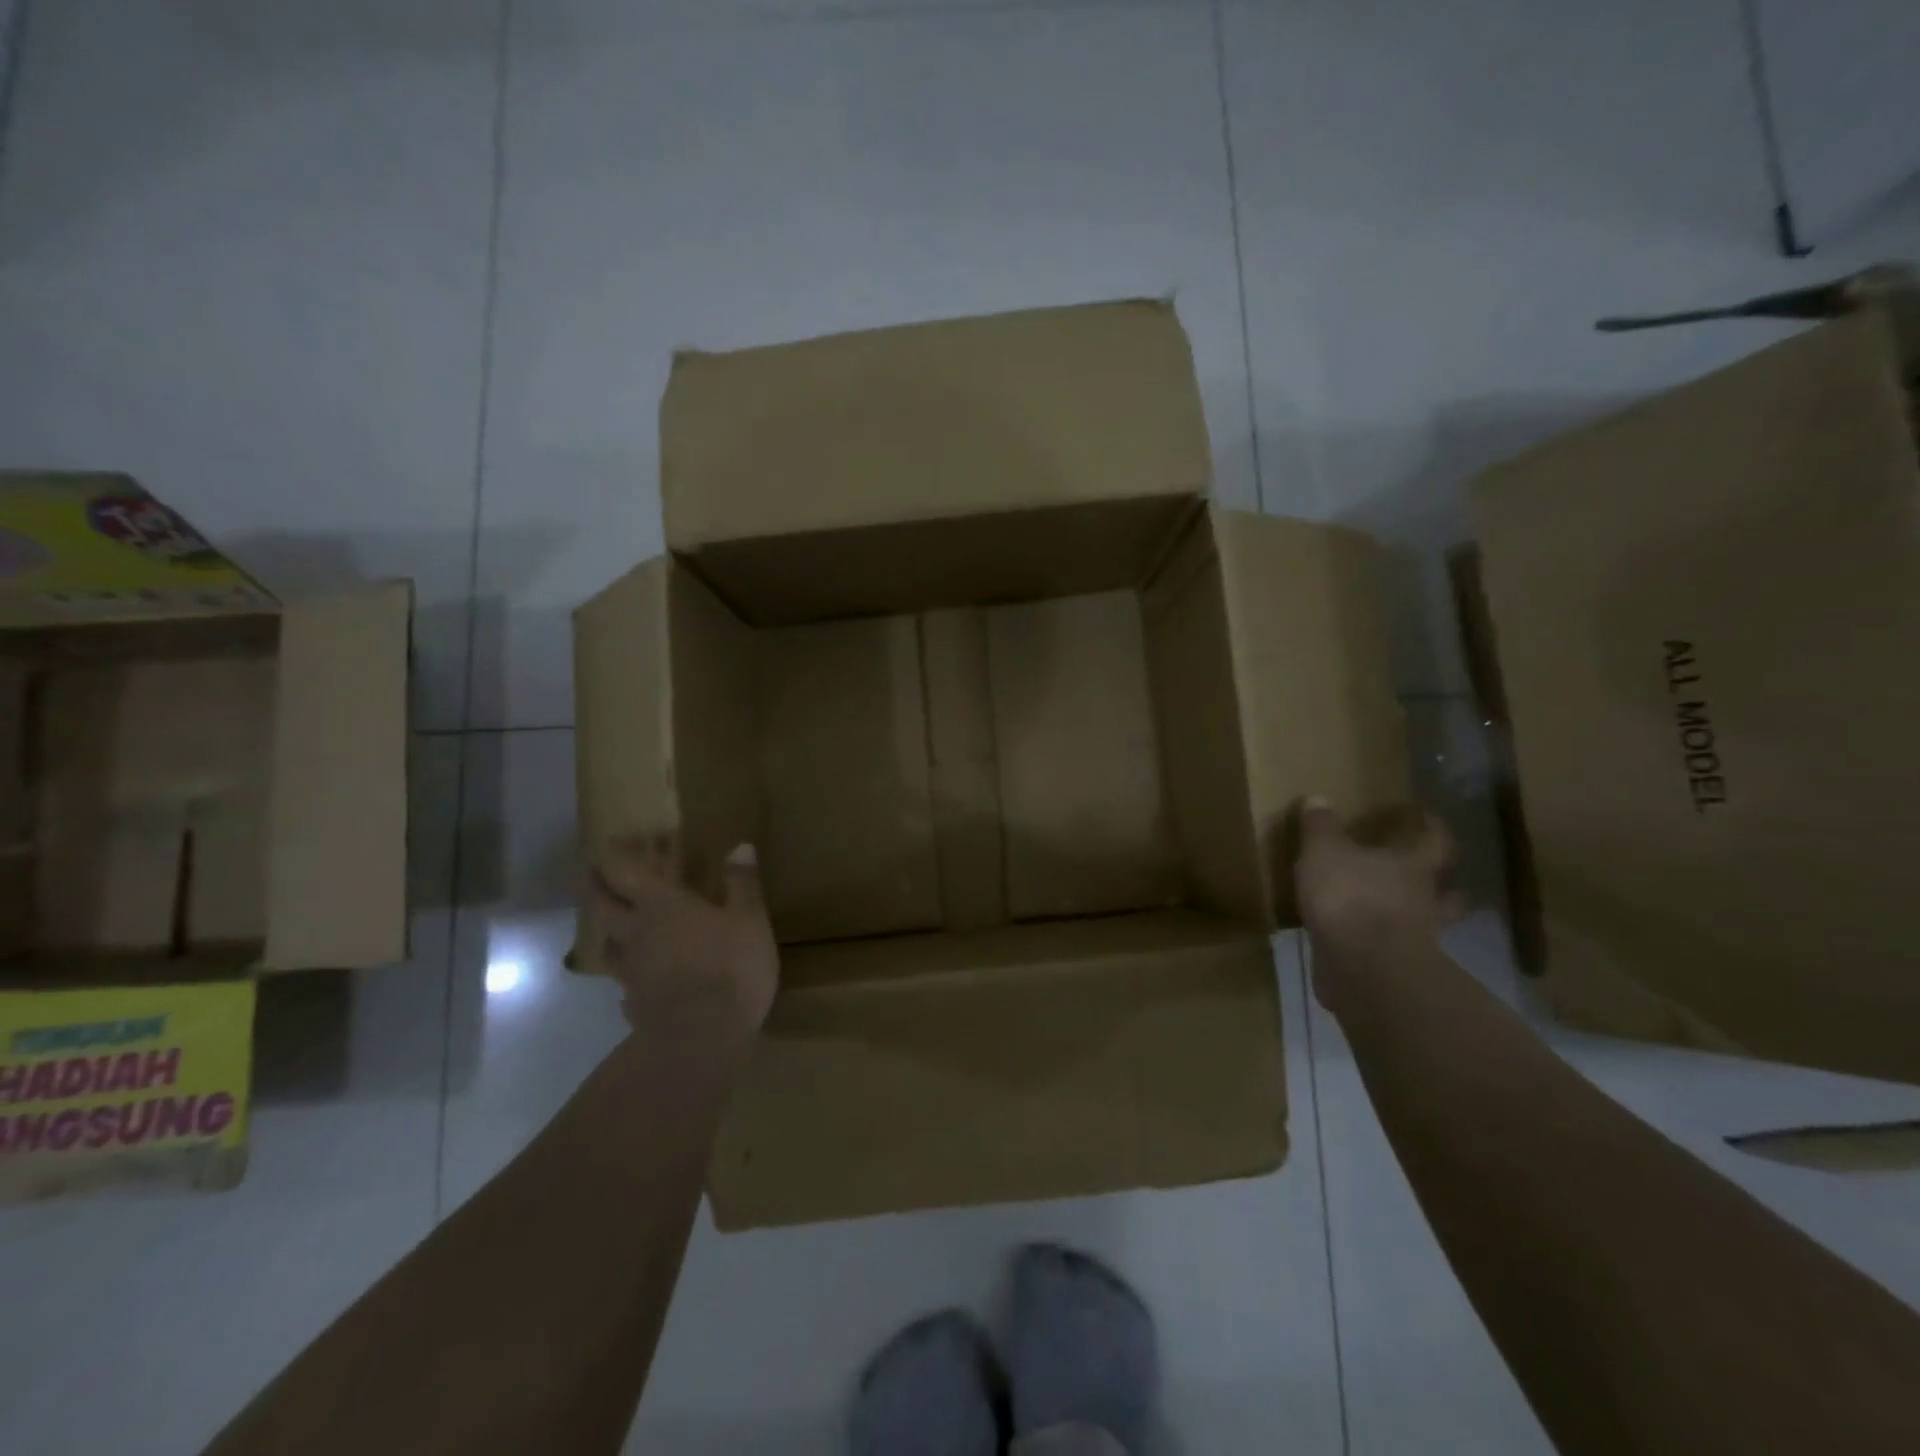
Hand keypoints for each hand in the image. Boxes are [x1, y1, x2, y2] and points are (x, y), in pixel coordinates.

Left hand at [590, 835, 779, 1037]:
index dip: (614, 855)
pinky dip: (629, 976)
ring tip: (616, 927)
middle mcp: (637, 934)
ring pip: (609, 946)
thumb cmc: (730, 966)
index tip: (607, 842)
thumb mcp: (750, 918)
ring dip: (609, 931)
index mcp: (663, 906)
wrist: (702, 1037)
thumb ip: (742, 883)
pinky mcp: (635, 1005)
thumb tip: (740, 846)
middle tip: (592, 875)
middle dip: (596, 887)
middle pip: (603, 906)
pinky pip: (626, 985)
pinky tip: (638, 982)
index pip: (626, 872)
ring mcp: (632, 972)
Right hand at [1291, 798, 1459, 1005]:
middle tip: (1422, 870)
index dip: (1432, 827)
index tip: (1426, 816)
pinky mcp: (1395, 967)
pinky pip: (1392, 949)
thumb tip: (1318, 798)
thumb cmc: (1350, 897)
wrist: (1364, 968)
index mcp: (1413, 866)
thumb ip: (1321, 827)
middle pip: (1444, 888)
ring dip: (1413, 915)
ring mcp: (1416, 938)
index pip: (1434, 841)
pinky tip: (1357, 940)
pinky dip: (1379, 943)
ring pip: (1424, 921)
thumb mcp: (1324, 851)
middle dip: (1437, 880)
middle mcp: (1424, 900)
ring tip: (1390, 908)